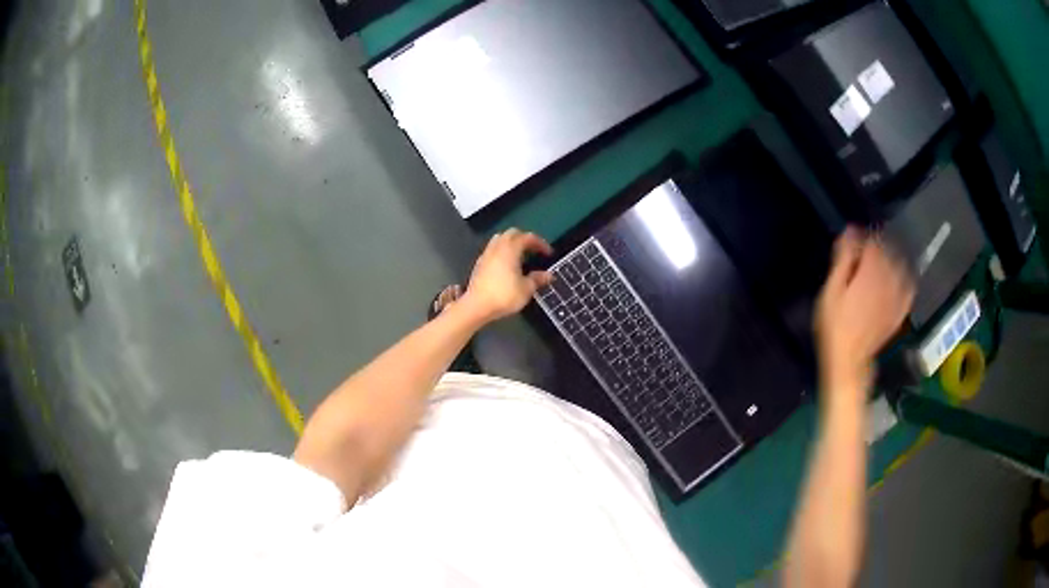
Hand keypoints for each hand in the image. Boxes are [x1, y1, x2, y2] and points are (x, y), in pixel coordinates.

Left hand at [461, 229, 553, 322]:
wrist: (477, 306)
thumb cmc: (504, 295)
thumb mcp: (526, 289)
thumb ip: (538, 279)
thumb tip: (549, 275)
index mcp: (510, 249)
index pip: (527, 237)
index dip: (540, 243)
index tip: (548, 253)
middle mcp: (497, 247)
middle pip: (512, 233)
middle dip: (525, 239)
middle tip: (534, 250)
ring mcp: (486, 254)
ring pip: (500, 239)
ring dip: (512, 243)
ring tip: (520, 255)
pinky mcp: (479, 263)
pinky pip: (492, 249)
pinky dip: (502, 251)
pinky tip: (506, 265)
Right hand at [815, 227, 914, 400]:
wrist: (849, 363)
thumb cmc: (835, 327)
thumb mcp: (831, 291)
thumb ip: (842, 260)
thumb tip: (849, 232)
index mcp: (870, 273)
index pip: (873, 242)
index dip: (863, 236)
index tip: (853, 238)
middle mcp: (888, 281)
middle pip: (889, 252)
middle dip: (878, 245)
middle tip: (865, 249)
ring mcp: (896, 297)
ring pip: (901, 267)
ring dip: (892, 258)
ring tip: (881, 260)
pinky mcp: (900, 311)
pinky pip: (909, 289)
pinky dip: (906, 278)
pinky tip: (901, 276)